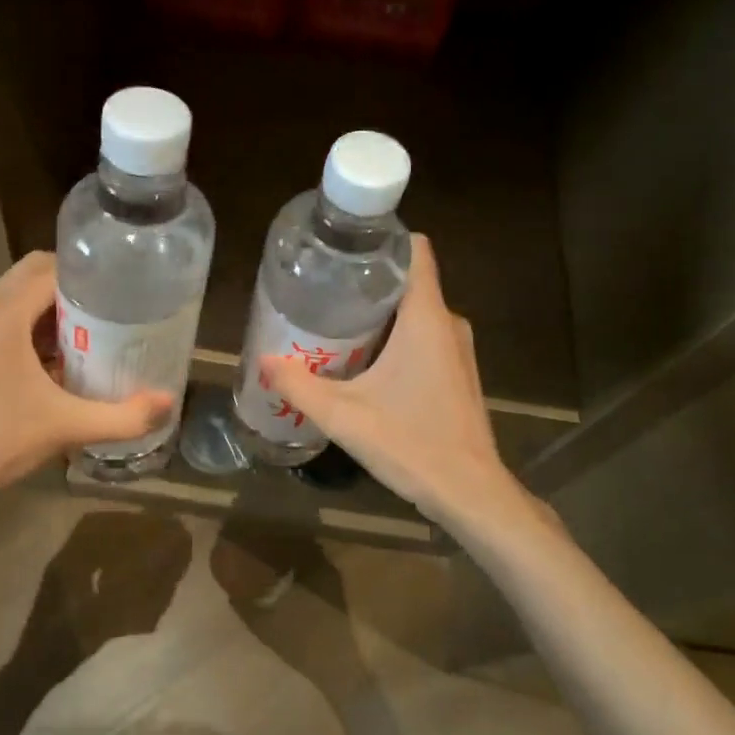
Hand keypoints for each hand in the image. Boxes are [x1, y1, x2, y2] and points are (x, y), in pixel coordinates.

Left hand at [0, 253, 172, 518]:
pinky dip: (39, 327)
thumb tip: (170, 402)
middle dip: (76, 285)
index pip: (51, 269)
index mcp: (4, 316)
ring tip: (99, 329)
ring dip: (57, 307)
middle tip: (115, 307)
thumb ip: (124, 416)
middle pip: (34, 275)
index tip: (125, 286)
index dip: (90, 273)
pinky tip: (67, 359)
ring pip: (21, 298)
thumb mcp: (68, 428)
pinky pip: (10, 321)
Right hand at [261, 236, 526, 531]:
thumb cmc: (412, 444)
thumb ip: (300, 386)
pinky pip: (423, 336)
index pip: (416, 250)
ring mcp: (456, 349)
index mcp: (426, 318)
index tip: (343, 248)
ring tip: (334, 322)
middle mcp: (448, 323)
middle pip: (407, 281)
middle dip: (366, 281)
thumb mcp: (344, 416)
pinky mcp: (457, 373)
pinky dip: (394, 338)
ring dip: (378, 314)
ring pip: (414, 311)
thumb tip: (264, 361)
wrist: (470, 493)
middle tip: (322, 289)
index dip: (382, 240)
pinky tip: (363, 360)